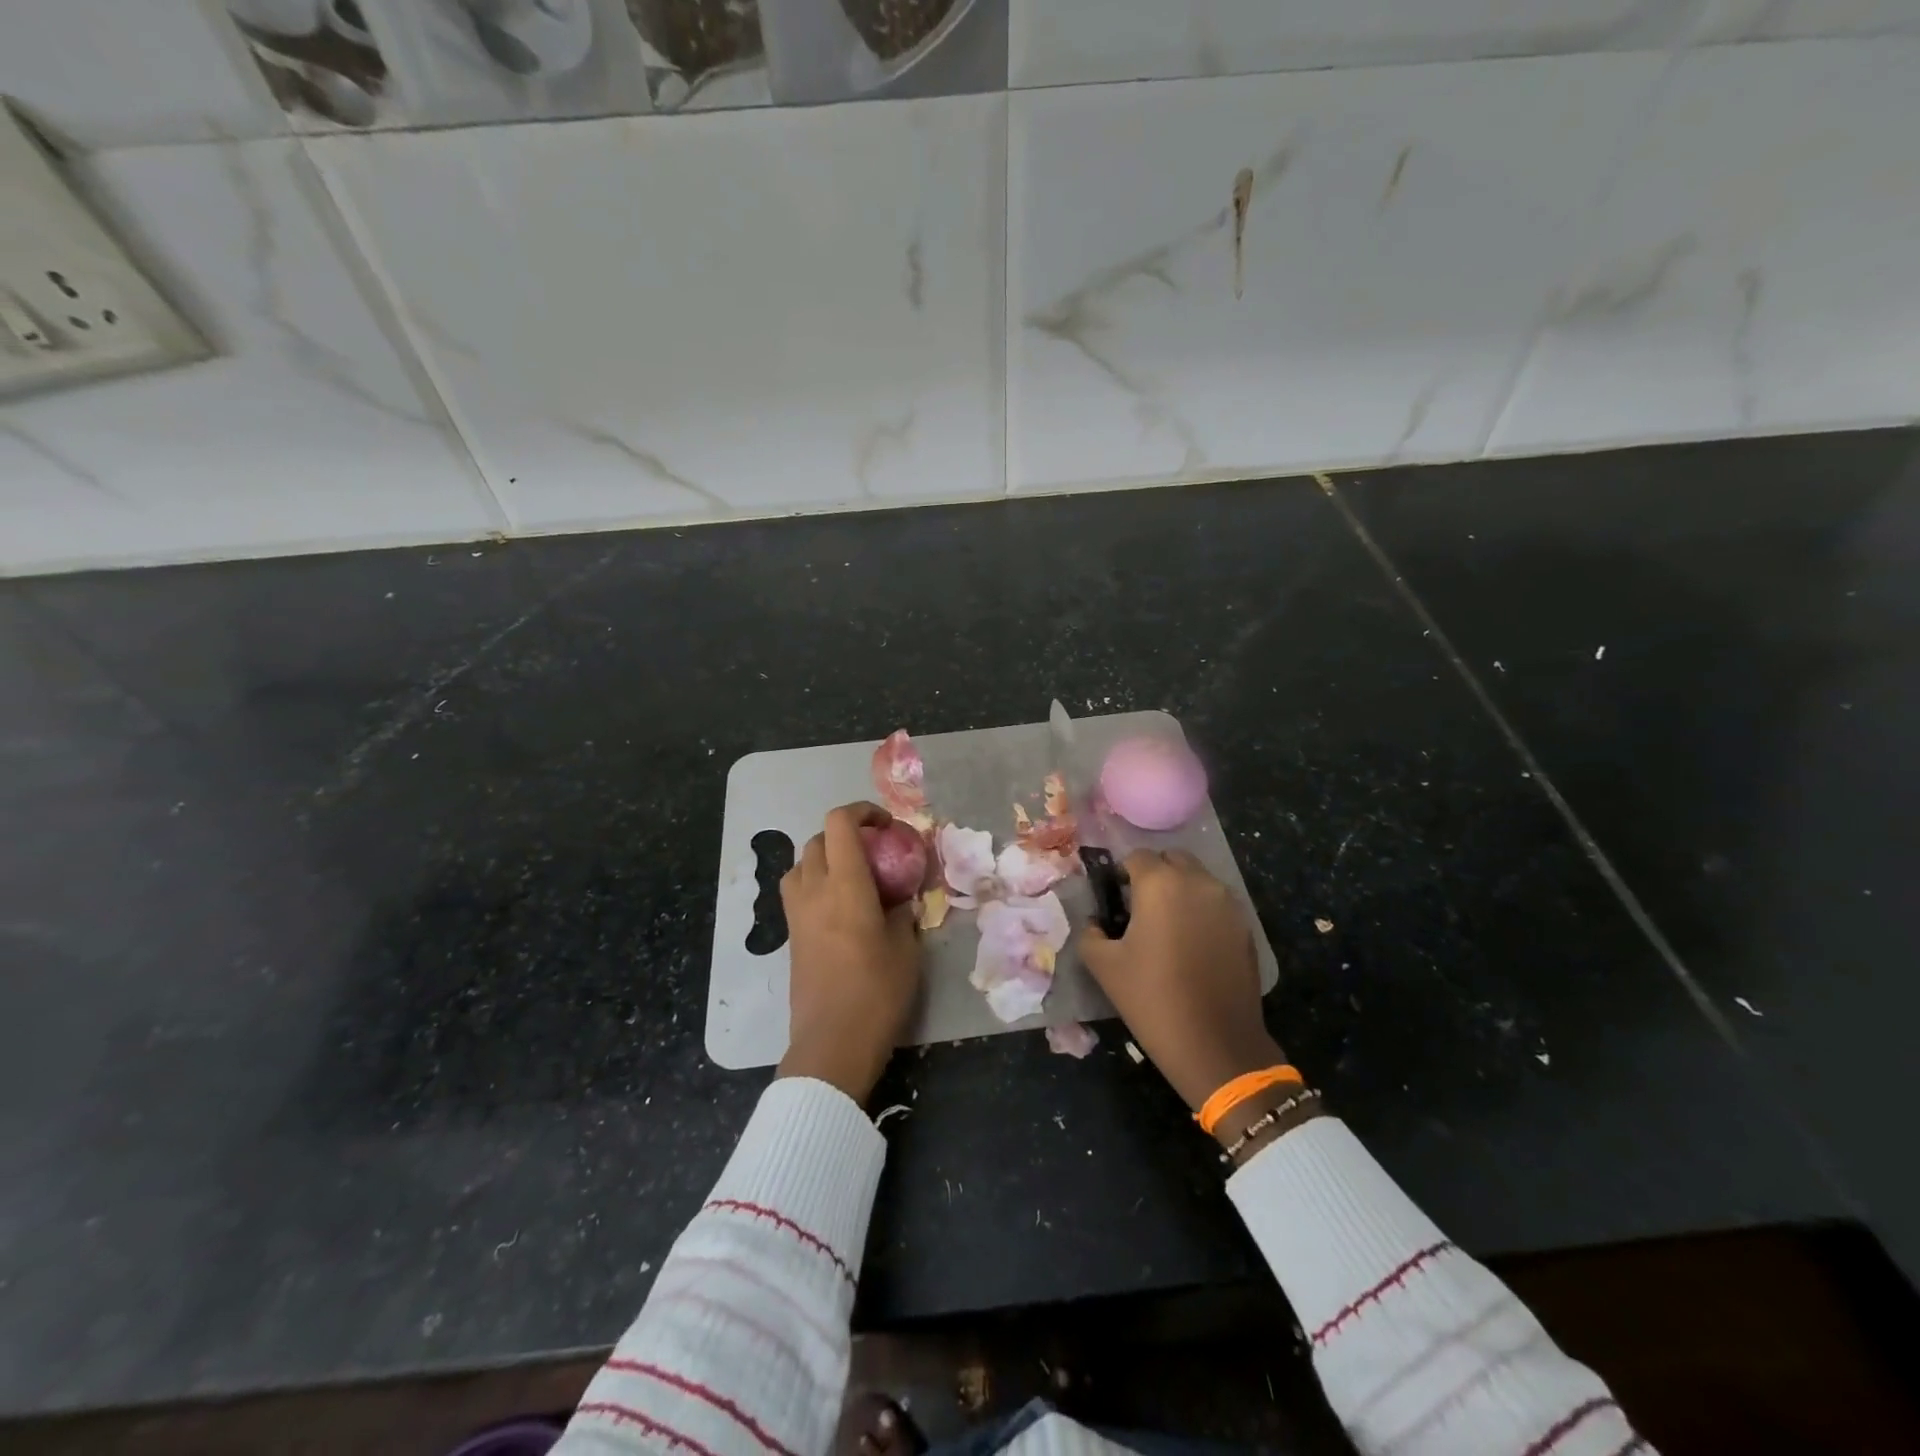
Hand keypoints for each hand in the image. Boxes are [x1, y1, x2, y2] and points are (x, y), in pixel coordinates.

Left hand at [778, 802, 921, 1104]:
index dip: (863, 812)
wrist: (832, 1042)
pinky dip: (816, 882)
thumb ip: (902, 912)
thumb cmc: (877, 992)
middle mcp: (813, 890)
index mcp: (845, 884)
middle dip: (847, 835)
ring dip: (827, 857)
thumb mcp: (905, 948)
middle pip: (819, 839)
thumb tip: (899, 897)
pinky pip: (798, 890)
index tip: (887, 827)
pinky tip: (840, 907)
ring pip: (802, 863)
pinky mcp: (791, 935)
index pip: (840, 823)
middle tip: (876, 853)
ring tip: (854, 877)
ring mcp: (796, 913)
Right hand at [1077, 849, 1282, 1112]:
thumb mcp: (1104, 966)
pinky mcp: (1246, 927)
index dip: (1121, 875)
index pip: (1136, 857)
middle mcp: (1198, 882)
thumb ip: (1090, 933)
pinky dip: (1202, 911)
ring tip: (1168, 928)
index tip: (1114, 901)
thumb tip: (1095, 922)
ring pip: (1198, 879)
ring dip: (1180, 891)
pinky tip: (1192, 946)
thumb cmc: (1153, 999)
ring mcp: (1227, 903)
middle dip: (1154, 875)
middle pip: (1172, 859)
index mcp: (1160, 883)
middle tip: (1140, 910)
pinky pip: (1217, 904)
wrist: (1217, 1045)